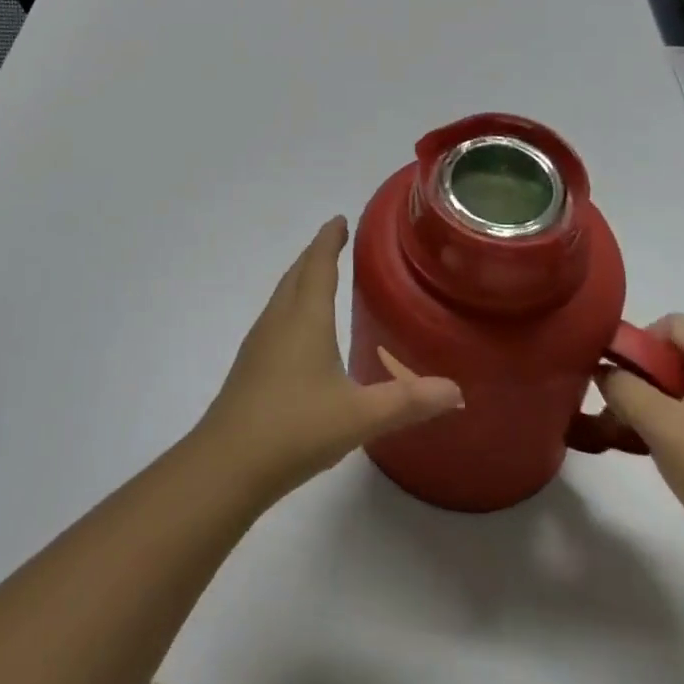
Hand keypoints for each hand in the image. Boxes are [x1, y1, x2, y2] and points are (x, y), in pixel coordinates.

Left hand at [197, 217, 463, 500]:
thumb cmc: (296, 428)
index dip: (329, 240)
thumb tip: (456, 390)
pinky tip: (298, 329)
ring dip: (300, 278)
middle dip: (315, 253)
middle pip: (297, 274)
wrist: (227, 463)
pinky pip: (274, 317)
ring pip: (282, 295)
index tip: (339, 220)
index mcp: (305, 318)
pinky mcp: (250, 364)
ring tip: (318, 276)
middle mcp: (279, 320)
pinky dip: (291, 304)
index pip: (319, 265)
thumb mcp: (360, 416)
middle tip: (333, 240)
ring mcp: (259, 342)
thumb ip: (409, 401)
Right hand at [600, 315, 683, 567]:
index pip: (675, 325)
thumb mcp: (659, 423)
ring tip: (619, 429)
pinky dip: (664, 425)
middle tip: (615, 403)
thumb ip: (622, 386)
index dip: (642, 340)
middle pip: (675, 357)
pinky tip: (641, 447)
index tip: (621, 373)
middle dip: (639, 375)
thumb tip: (602, 370)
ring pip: (679, 390)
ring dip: (646, 403)